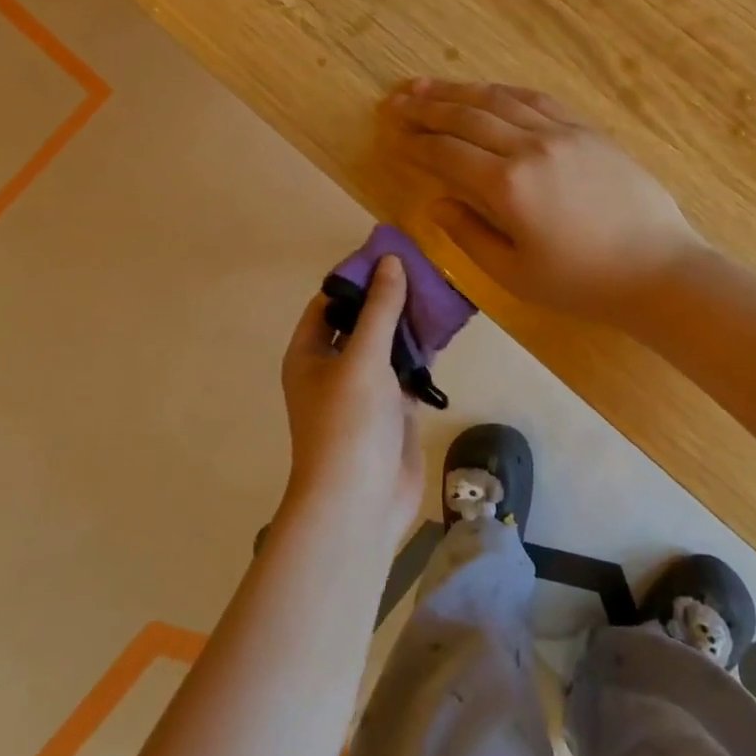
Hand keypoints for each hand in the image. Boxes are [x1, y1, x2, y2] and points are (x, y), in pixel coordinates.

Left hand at [280, 256, 422, 541]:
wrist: (359, 503)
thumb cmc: (348, 424)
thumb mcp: (362, 358)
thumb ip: (380, 310)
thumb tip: (390, 261)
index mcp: (309, 353)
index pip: (330, 301)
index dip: (357, 277)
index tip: (391, 253)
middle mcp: (333, 368)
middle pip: (362, 321)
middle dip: (389, 297)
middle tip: (425, 268)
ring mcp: (364, 390)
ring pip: (387, 346)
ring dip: (409, 324)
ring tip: (441, 291)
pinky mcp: (391, 410)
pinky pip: (407, 371)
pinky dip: (423, 353)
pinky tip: (446, 332)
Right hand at [382, 80, 705, 323]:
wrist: (658, 268)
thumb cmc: (582, 282)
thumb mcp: (514, 273)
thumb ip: (469, 234)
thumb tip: (436, 203)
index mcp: (508, 185)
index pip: (448, 153)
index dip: (417, 144)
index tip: (393, 135)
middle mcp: (530, 146)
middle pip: (468, 116)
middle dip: (428, 107)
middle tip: (397, 100)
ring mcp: (562, 132)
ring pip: (500, 100)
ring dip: (460, 91)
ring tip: (428, 86)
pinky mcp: (587, 130)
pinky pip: (537, 100)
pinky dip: (504, 93)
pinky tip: (489, 92)